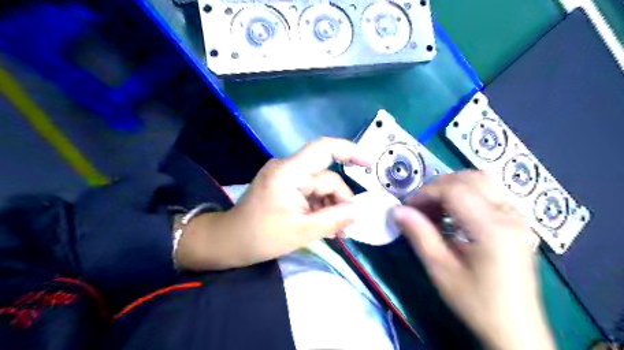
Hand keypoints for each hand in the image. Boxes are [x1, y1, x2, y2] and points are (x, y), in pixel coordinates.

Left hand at [176, 138, 369, 268]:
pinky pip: (311, 192)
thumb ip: (334, 219)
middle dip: (339, 201)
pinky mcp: (285, 186)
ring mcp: (286, 177)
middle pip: (326, 178)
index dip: (349, 151)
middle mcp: (288, 168)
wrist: (229, 242)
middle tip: (346, 228)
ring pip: (320, 187)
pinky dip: (320, 207)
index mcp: (289, 172)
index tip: (369, 163)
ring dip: (331, 207)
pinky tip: (324, 226)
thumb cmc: (260, 237)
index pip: (323, 149)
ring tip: (336, 233)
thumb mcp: (302, 231)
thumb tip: (358, 211)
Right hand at [394, 171, 554, 349]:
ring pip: (483, 181)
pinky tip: (456, 215)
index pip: (455, 189)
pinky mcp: (518, 223)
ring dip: (454, 187)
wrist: (517, 330)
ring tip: (435, 209)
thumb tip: (397, 210)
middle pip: (471, 178)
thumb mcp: (441, 270)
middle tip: (420, 206)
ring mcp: (518, 217)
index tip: (408, 207)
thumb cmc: (476, 303)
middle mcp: (509, 215)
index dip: (426, 192)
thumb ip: (419, 235)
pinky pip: (491, 193)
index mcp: (492, 228)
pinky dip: (468, 194)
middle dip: (439, 186)